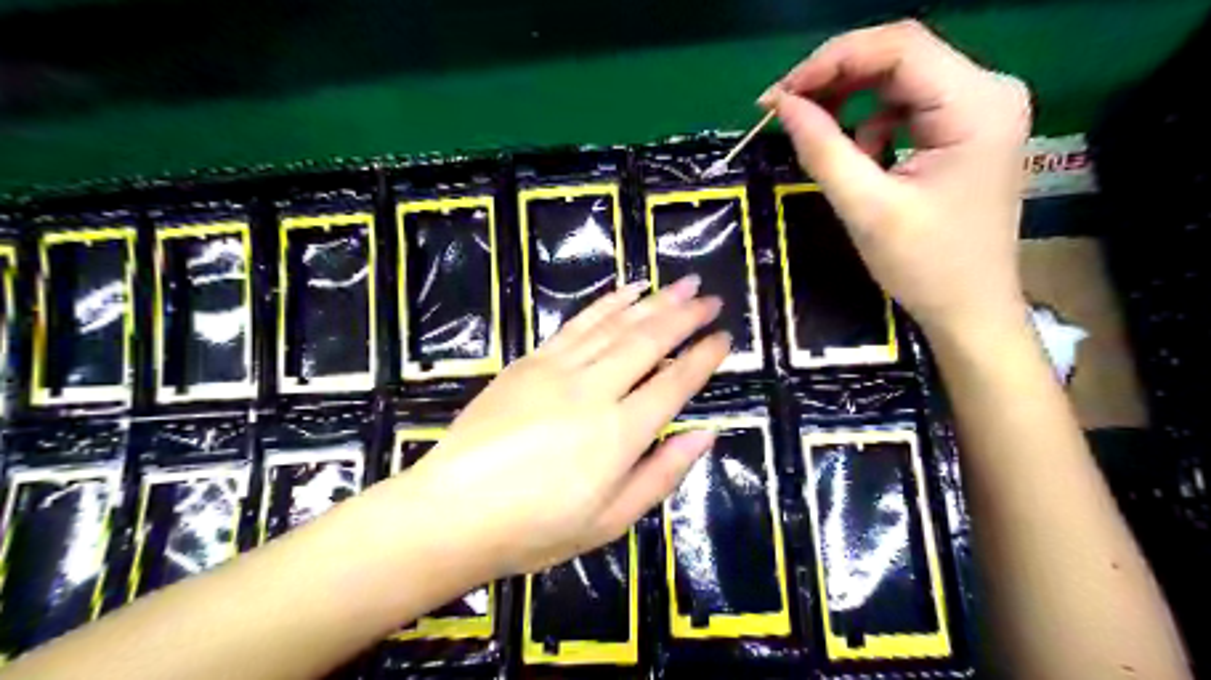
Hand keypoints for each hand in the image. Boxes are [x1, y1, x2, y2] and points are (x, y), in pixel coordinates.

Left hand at [402, 276, 731, 577]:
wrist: (453, 511)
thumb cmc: (536, 528)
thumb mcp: (610, 520)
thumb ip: (661, 474)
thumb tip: (704, 435)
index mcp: (620, 433)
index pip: (675, 383)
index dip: (704, 358)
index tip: (724, 338)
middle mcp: (595, 390)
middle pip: (649, 341)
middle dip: (685, 316)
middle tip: (711, 298)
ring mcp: (558, 369)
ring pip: (616, 325)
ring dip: (652, 301)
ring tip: (681, 284)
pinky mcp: (530, 361)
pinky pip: (577, 324)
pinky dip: (606, 304)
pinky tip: (627, 291)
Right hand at [764, 20, 1030, 336]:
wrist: (970, 309)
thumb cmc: (925, 265)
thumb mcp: (866, 207)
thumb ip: (822, 149)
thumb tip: (781, 105)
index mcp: (977, 104)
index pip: (898, 47)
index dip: (830, 61)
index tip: (778, 96)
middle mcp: (988, 91)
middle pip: (899, 57)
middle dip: (835, 79)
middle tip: (784, 110)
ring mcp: (980, 109)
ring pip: (898, 80)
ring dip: (850, 102)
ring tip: (818, 139)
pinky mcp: (966, 129)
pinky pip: (906, 106)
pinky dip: (871, 124)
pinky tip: (861, 159)